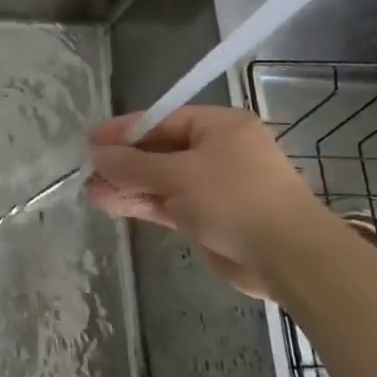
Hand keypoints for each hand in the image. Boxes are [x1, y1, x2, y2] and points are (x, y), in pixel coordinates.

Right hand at [87, 106, 323, 295]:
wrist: (288, 256)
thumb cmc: (235, 198)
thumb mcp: (178, 175)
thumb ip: (132, 165)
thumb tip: (96, 156)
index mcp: (219, 126)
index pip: (162, 120)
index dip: (124, 130)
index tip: (91, 140)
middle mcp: (217, 151)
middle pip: (160, 151)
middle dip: (123, 162)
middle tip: (88, 170)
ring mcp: (213, 186)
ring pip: (161, 181)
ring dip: (128, 186)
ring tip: (91, 192)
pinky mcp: (209, 217)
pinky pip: (168, 204)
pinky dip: (142, 204)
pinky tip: (110, 205)